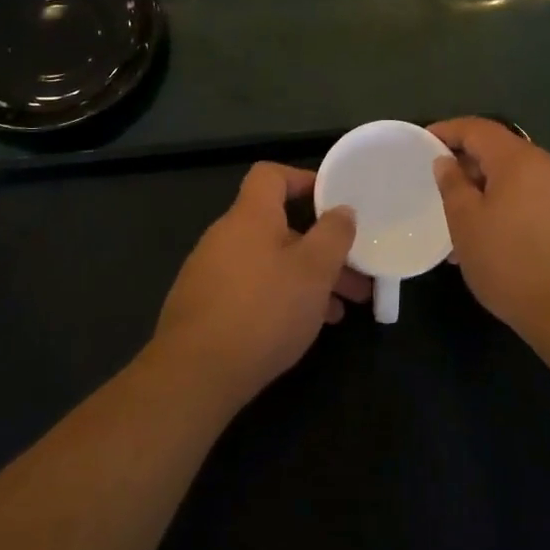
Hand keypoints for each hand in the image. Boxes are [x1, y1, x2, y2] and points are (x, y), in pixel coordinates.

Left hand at [152, 162, 371, 407]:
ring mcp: (210, 272)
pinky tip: (301, 329)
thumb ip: (333, 235)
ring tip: (339, 311)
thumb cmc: (263, 310)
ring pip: (269, 263)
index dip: (303, 180)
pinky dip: (280, 298)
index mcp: (249, 216)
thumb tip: (342, 210)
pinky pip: (251, 289)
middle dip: (320, 248)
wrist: (194, 374)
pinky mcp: (204, 307)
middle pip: (278, 227)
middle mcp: (225, 236)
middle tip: (355, 275)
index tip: (333, 202)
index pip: (271, 175)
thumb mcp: (314, 270)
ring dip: (305, 279)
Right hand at [430, 118, 549, 343]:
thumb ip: (453, 186)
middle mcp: (548, 166)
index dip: (448, 130)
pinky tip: (497, 241)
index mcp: (519, 160)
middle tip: (441, 188)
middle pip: (501, 151)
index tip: (423, 142)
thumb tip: (446, 161)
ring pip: (518, 180)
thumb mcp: (467, 225)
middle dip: (468, 165)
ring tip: (465, 223)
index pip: (477, 128)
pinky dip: (510, 208)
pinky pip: (535, 200)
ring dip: (489, 192)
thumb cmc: (513, 265)